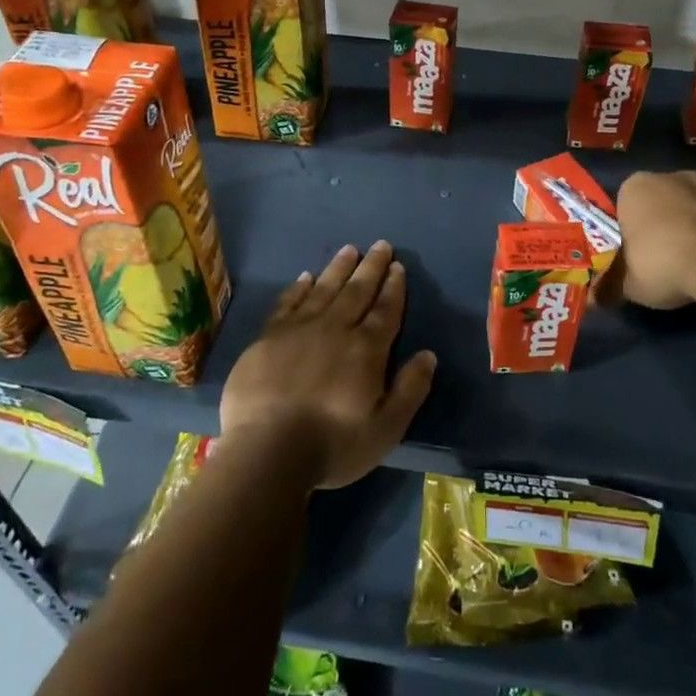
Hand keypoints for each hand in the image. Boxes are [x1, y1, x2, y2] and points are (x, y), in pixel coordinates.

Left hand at [219, 240, 436, 489]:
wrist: (266, 450)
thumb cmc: (333, 444)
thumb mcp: (386, 428)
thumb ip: (410, 389)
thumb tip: (428, 354)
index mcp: (366, 350)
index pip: (385, 310)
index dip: (394, 288)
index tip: (398, 267)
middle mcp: (335, 329)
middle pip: (357, 291)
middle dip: (371, 267)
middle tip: (380, 245)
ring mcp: (298, 330)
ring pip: (323, 289)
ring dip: (339, 268)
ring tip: (350, 250)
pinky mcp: (268, 338)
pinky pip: (288, 303)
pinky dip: (299, 287)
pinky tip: (306, 277)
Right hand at [612, 170, 695, 309]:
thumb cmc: (661, 263)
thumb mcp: (626, 284)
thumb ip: (609, 286)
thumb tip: (594, 299)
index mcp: (634, 187)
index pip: (623, 206)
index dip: (627, 231)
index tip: (632, 255)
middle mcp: (670, 176)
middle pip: (659, 203)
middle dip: (660, 226)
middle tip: (661, 260)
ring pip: (692, 209)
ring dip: (692, 229)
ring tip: (694, 265)